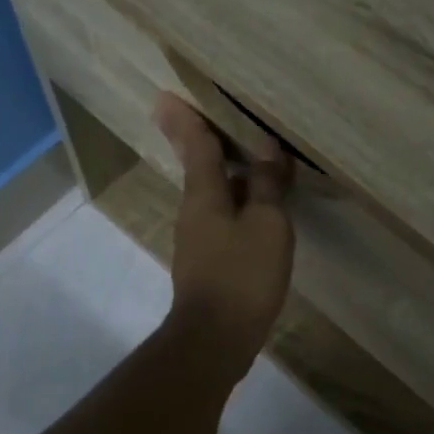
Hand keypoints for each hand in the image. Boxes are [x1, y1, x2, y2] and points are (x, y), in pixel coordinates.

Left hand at [154, 93, 293, 382]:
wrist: (216, 338)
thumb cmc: (243, 275)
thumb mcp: (267, 225)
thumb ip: (266, 185)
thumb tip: (267, 148)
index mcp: (203, 195)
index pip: (196, 146)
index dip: (186, 120)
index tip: (166, 96)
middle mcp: (193, 211)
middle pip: (202, 168)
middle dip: (209, 144)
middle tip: (223, 121)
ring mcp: (197, 240)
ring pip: (214, 195)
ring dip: (230, 176)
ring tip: (255, 162)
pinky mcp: (207, 263)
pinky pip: (223, 220)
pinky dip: (238, 205)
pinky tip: (258, 211)